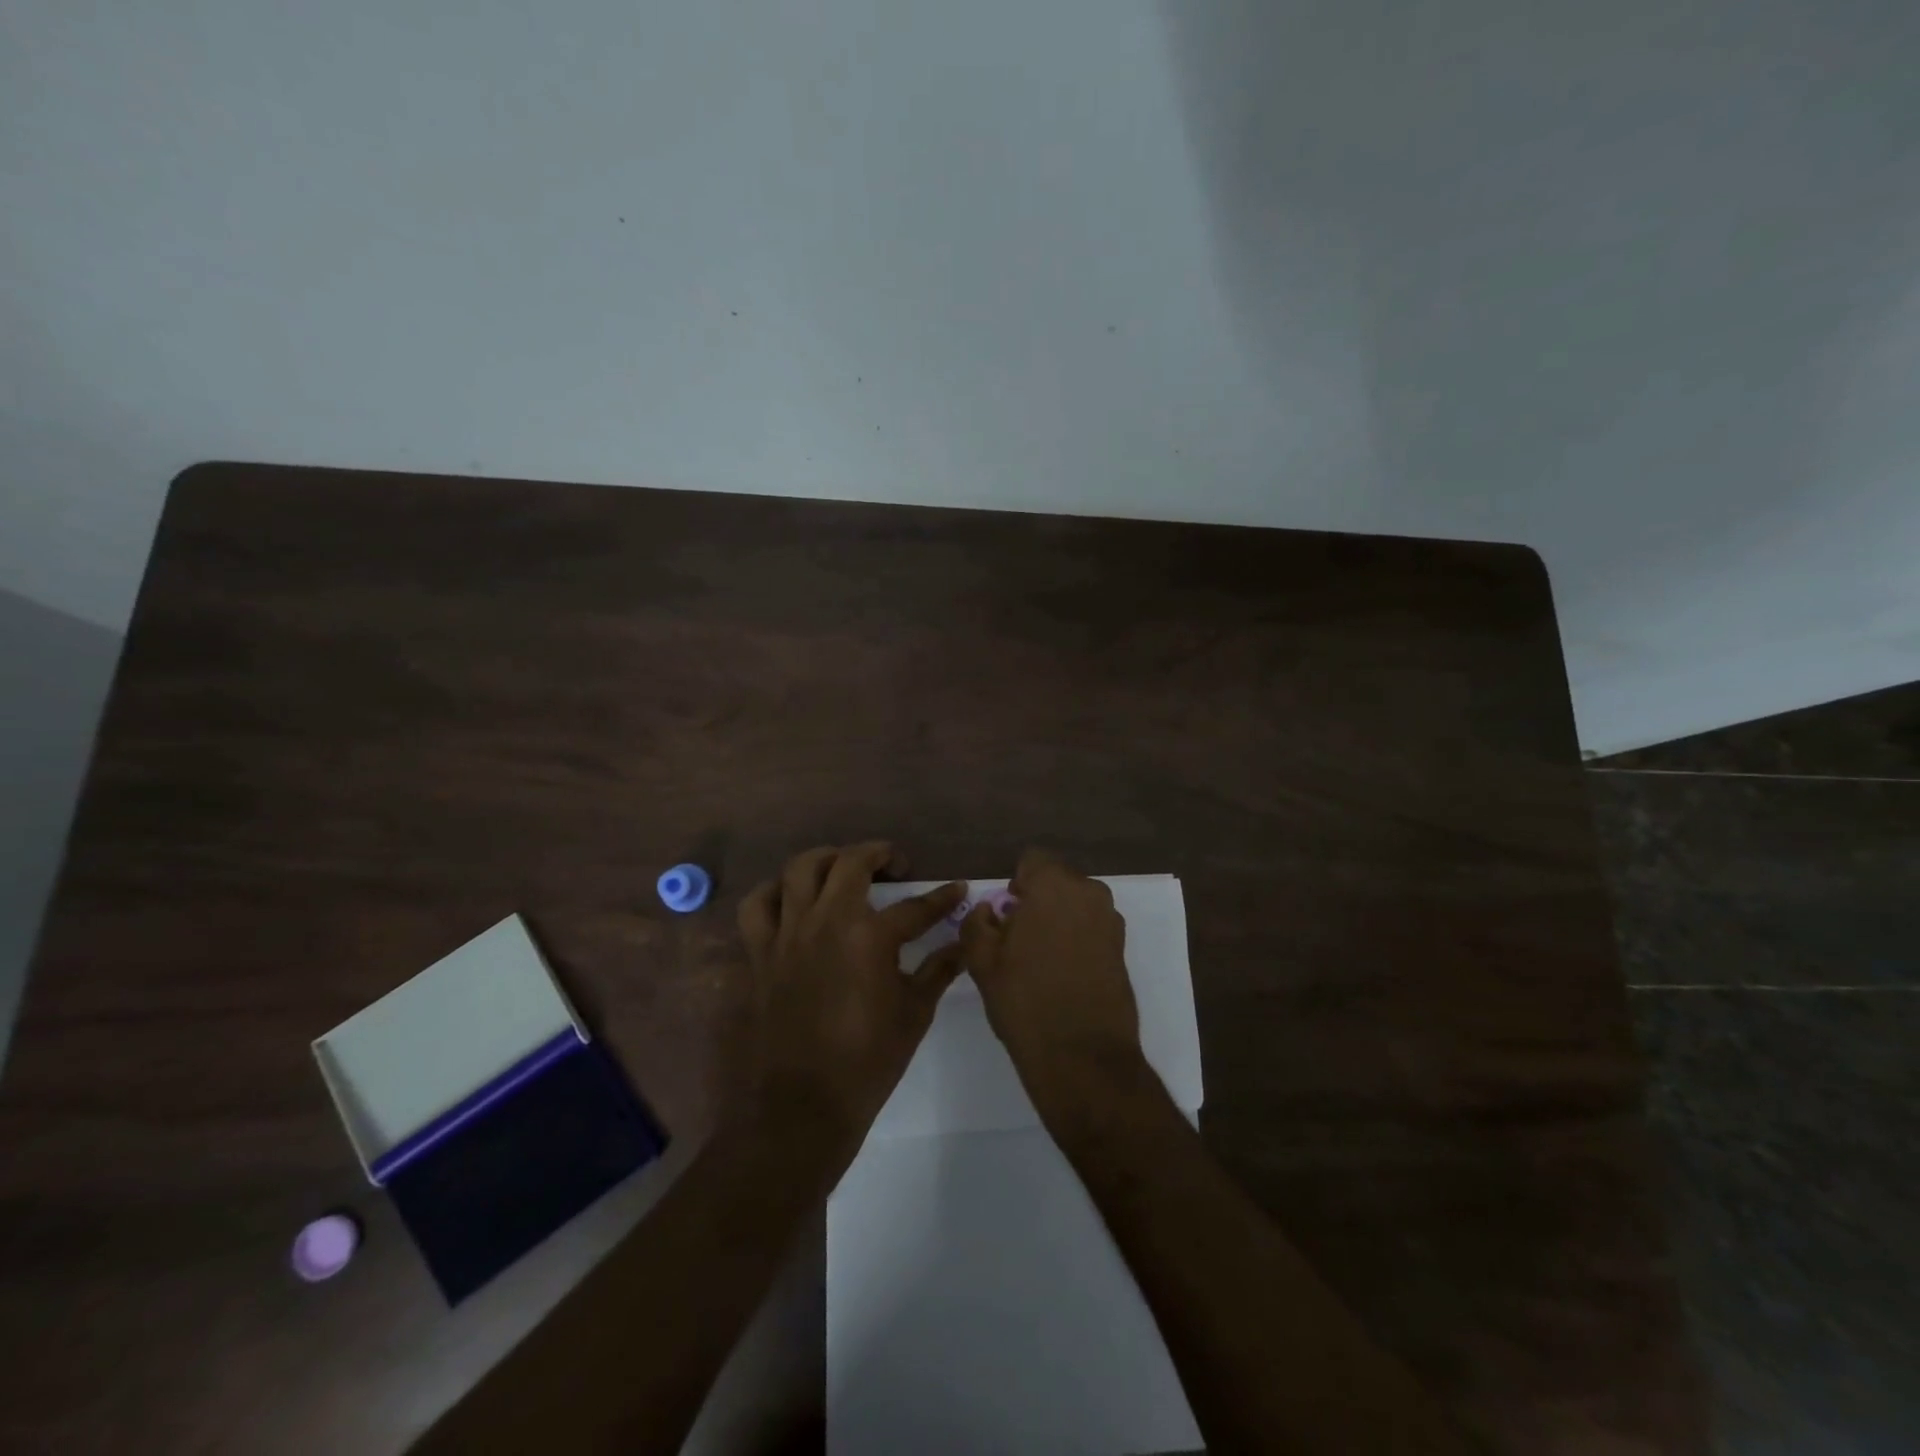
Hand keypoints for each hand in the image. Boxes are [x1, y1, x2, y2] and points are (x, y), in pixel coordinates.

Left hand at [737, 842, 965, 1148]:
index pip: (915, 906)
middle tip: (896, 865)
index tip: (957, 889)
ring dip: (827, 859)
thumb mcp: (914, 1013)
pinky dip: (774, 893)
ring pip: (800, 868)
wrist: (803, 1105)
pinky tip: (793, 901)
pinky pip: (757, 905)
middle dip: (880, 854)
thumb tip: (964, 946)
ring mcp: (789, 933)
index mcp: (870, 937)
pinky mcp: (761, 952)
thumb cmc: (868, 1061)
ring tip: (843, 869)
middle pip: (851, 863)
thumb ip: (938, 970)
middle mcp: (827, 921)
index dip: (941, 897)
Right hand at [959, 848, 1147, 1126]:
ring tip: (1041, 962)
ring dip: (1058, 920)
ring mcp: (1111, 921)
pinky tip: (1063, 976)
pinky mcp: (1123, 949)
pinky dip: (1077, 940)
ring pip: (1075, 905)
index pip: (1032, 860)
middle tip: (1019, 940)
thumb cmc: (1025, 1001)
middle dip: (1037, 901)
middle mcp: (1089, 893)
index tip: (1006, 916)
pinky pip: (1092, 928)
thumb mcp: (982, 961)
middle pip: (1056, 882)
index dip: (1015, 884)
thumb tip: (987, 911)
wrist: (1083, 1058)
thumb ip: (977, 924)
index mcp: (1054, 886)